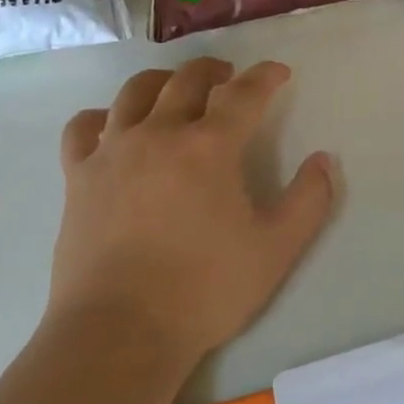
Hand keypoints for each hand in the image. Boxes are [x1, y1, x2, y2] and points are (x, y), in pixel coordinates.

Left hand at [48, 58, 337, 366]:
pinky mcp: (79, 177)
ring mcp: (113, 152)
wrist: (119, 333)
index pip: (244, 92)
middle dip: (214, 70)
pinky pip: (84, 127)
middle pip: (187, 80)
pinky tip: (114, 127)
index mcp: (209, 146)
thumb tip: (325, 160)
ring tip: (174, 90)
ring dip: (162, 82)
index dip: (265, 76)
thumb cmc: (205, 289)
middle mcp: (160, 134)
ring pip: (135, 92)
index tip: (279, 72)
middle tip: (229, 78)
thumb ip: (309, 200)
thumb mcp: (276, 249)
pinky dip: (102, 117)